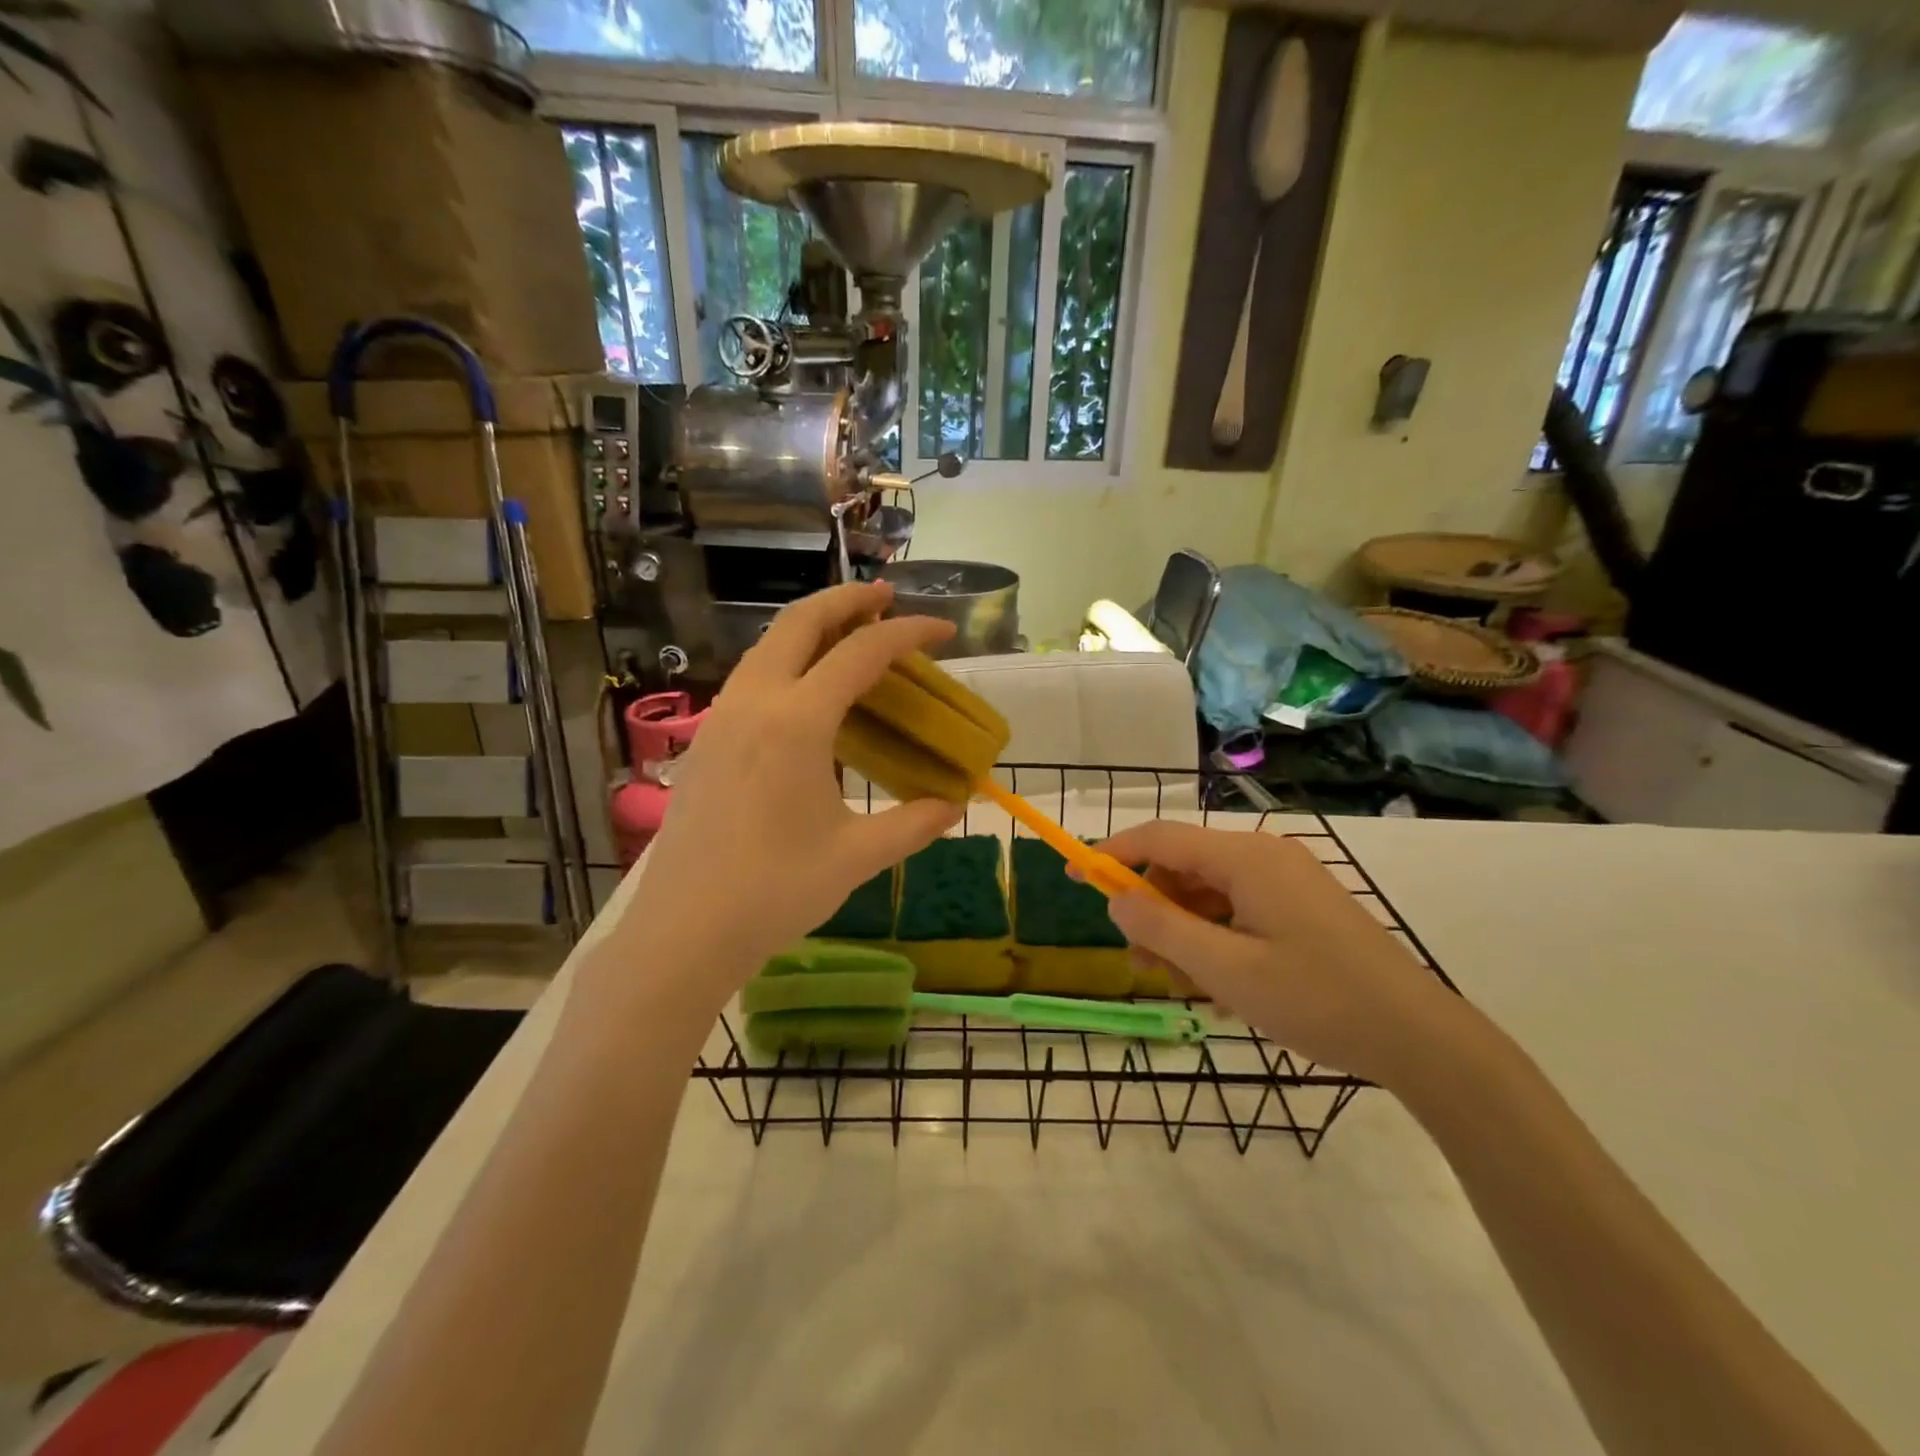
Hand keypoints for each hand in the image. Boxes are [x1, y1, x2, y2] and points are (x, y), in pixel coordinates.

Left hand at [620, 583, 962, 1006]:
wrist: (684, 930)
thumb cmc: (775, 891)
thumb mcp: (857, 856)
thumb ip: (913, 824)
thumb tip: (954, 806)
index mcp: (797, 721)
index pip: (862, 653)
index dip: (908, 633)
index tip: (944, 629)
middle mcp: (755, 702)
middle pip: (801, 622)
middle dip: (849, 600)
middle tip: (888, 598)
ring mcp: (721, 717)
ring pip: (769, 645)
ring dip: (813, 627)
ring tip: (852, 636)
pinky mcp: (706, 740)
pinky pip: (752, 676)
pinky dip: (788, 660)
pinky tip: (808, 693)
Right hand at [1093, 822, 1467, 1085]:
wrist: (1420, 1037)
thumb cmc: (1318, 1000)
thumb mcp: (1227, 971)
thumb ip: (1163, 931)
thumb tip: (1116, 900)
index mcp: (1246, 858)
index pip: (1161, 838)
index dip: (1112, 853)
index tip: (1074, 875)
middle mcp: (1265, 856)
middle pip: (1184, 866)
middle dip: (1151, 907)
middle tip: (1138, 962)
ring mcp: (1286, 880)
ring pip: (1209, 892)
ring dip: (1181, 929)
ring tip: (1173, 981)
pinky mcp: (1301, 905)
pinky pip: (1237, 909)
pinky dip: (1214, 936)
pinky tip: (1215, 982)